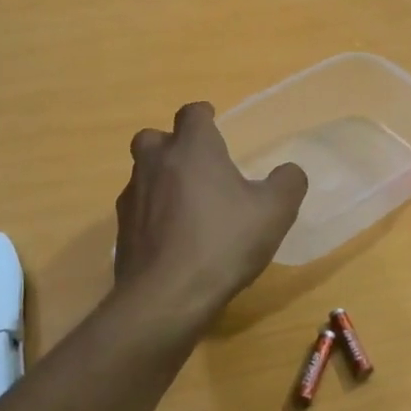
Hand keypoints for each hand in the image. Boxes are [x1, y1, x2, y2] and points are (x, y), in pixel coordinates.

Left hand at [114, 101, 308, 326]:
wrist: (167, 296)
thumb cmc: (224, 242)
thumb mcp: (275, 212)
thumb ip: (288, 183)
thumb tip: (289, 171)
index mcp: (193, 149)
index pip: (192, 113)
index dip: (204, 115)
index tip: (214, 123)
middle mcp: (156, 163)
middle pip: (154, 137)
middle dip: (173, 144)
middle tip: (196, 163)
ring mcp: (133, 197)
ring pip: (142, 173)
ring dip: (160, 179)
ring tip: (186, 203)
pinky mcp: (121, 230)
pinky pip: (137, 209)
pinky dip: (152, 213)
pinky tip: (172, 236)